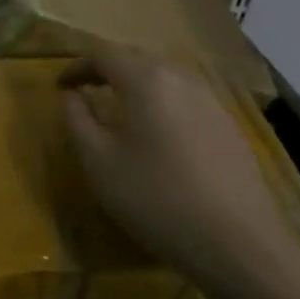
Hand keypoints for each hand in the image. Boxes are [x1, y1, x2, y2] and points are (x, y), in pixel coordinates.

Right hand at [60, 45, 298, 293]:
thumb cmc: (156, 198)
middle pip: (136, 57)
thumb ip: (77, 120)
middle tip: (85, 90)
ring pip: (164, 76)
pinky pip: (186, 97)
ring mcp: (211, 100)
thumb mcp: (98, 162)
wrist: (239, 244)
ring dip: (136, 83)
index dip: (76, 66)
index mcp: (145, 79)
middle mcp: (180, 78)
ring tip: (119, 109)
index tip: (60, 87)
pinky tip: (158, 133)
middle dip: (106, 69)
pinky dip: (162, 101)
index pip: (102, 54)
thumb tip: (70, 96)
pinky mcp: (229, 125)